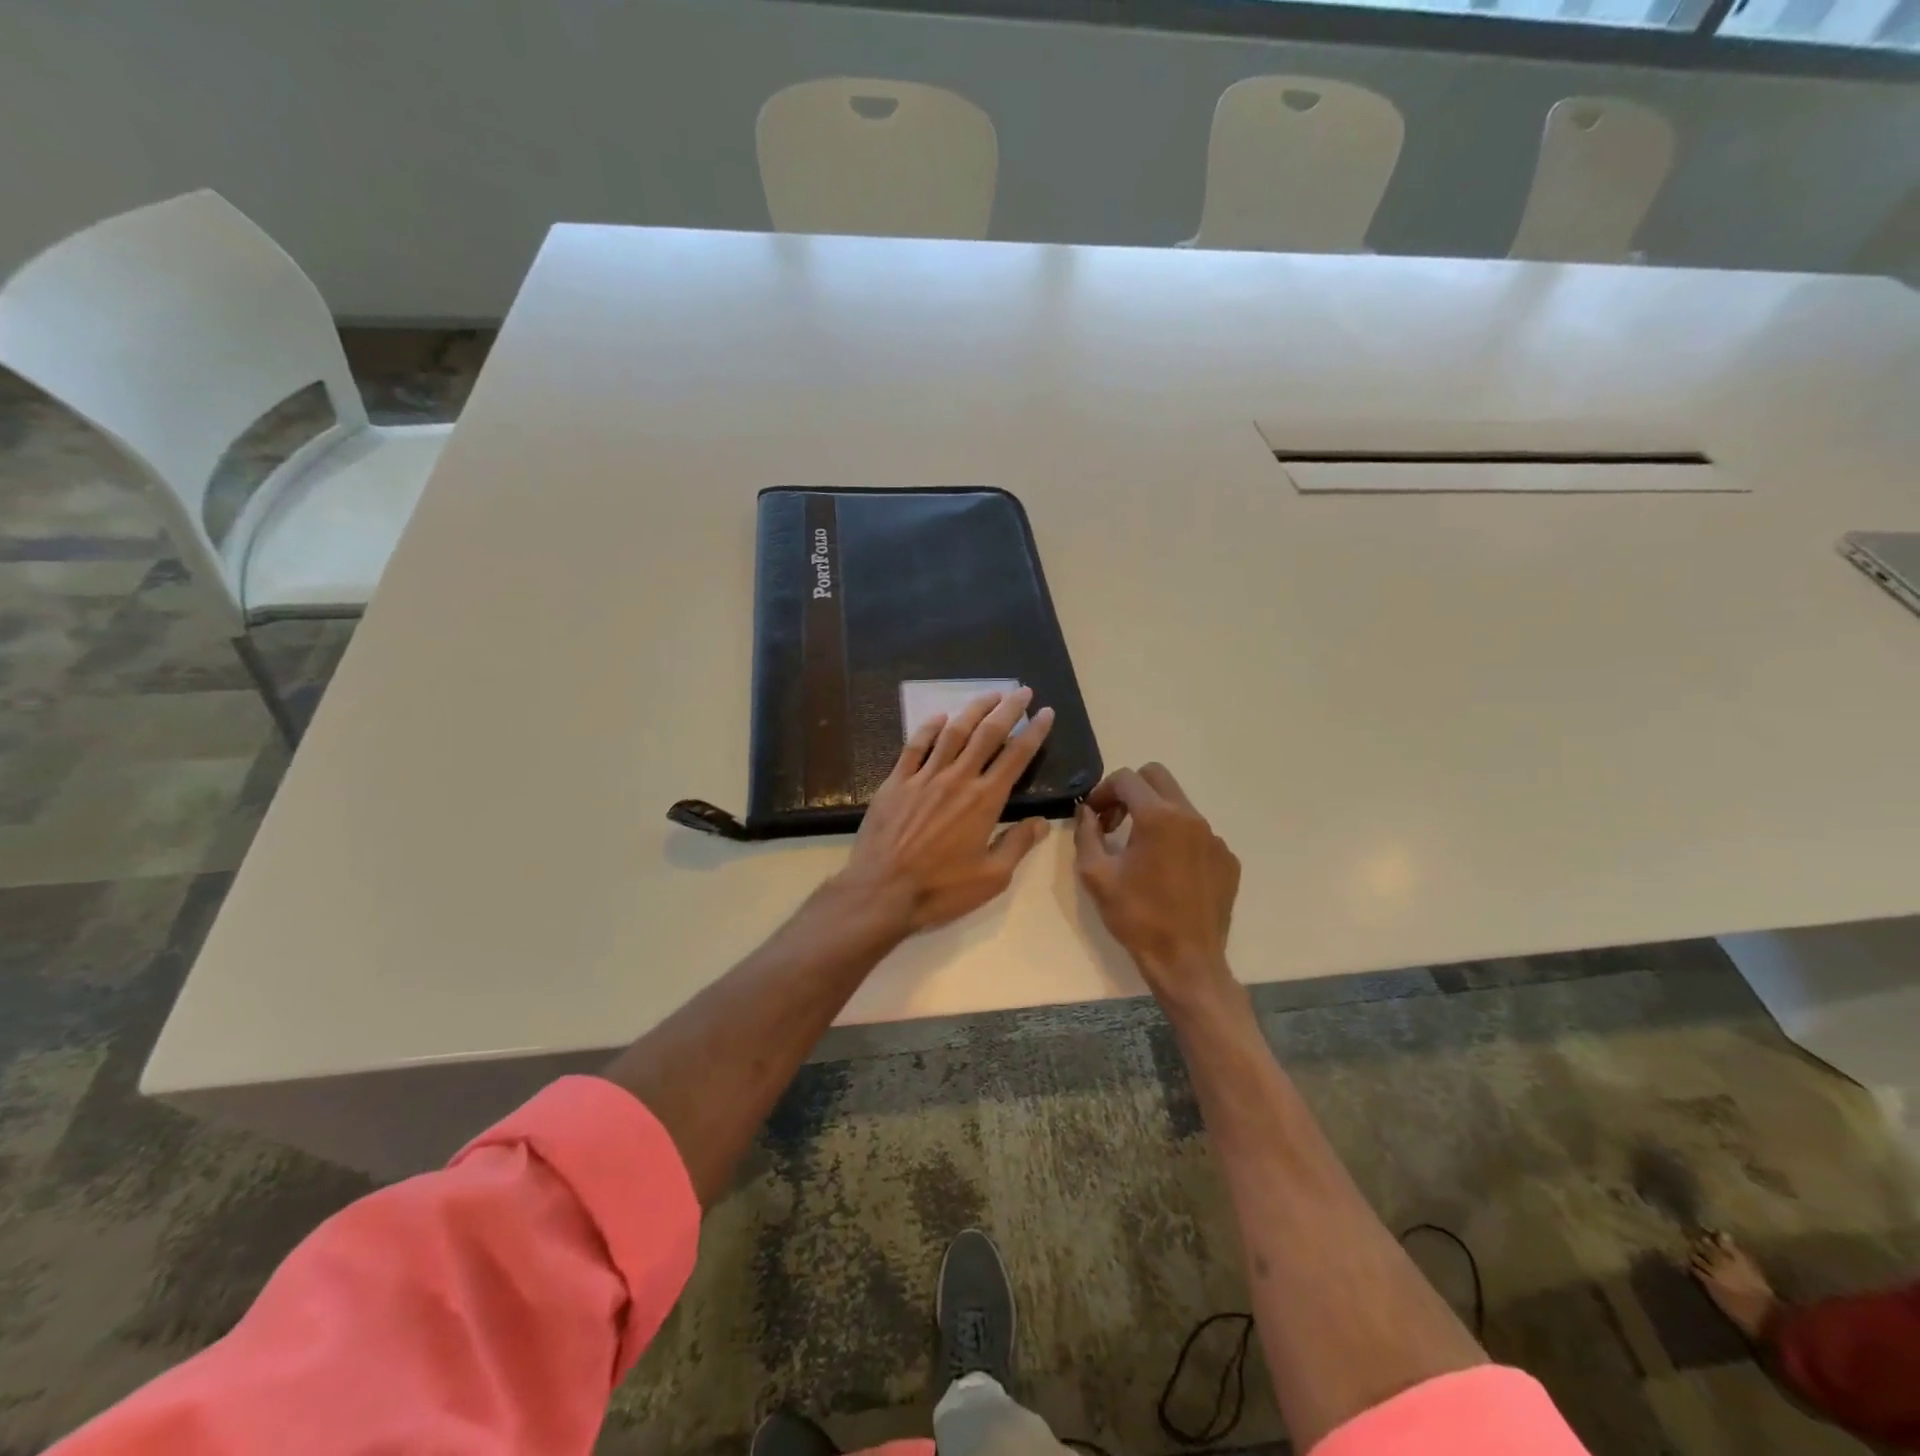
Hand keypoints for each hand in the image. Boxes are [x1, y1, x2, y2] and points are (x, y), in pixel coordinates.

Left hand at [836, 688, 1055, 937]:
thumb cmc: (941, 889)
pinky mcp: (896, 782)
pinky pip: (915, 746)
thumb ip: (1018, 845)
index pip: (1016, 756)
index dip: (1034, 731)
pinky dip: (928, 728)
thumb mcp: (992, 878)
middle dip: (1008, 709)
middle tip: (1021, 690)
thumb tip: (1042, 821)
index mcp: (985, 800)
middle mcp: (957, 779)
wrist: (881, 891)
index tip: (1045, 712)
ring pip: (953, 732)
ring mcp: (924, 777)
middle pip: (987, 733)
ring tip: (989, 695)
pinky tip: (939, 717)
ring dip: (973, 709)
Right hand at [1073, 763, 1240, 1011]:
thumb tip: (1086, 812)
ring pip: (1179, 805)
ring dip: (1154, 814)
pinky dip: (1177, 839)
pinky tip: (1166, 872)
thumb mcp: (1096, 875)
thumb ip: (1086, 834)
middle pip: (1157, 777)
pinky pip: (1197, 833)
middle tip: (1114, 821)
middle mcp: (1191, 817)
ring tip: (1138, 850)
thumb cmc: (1137, 917)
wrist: (1186, 961)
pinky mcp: (1226, 859)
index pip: (1127, 779)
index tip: (1093, 816)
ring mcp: (1214, 838)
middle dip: (1130, 791)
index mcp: (1158, 817)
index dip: (1102, 791)